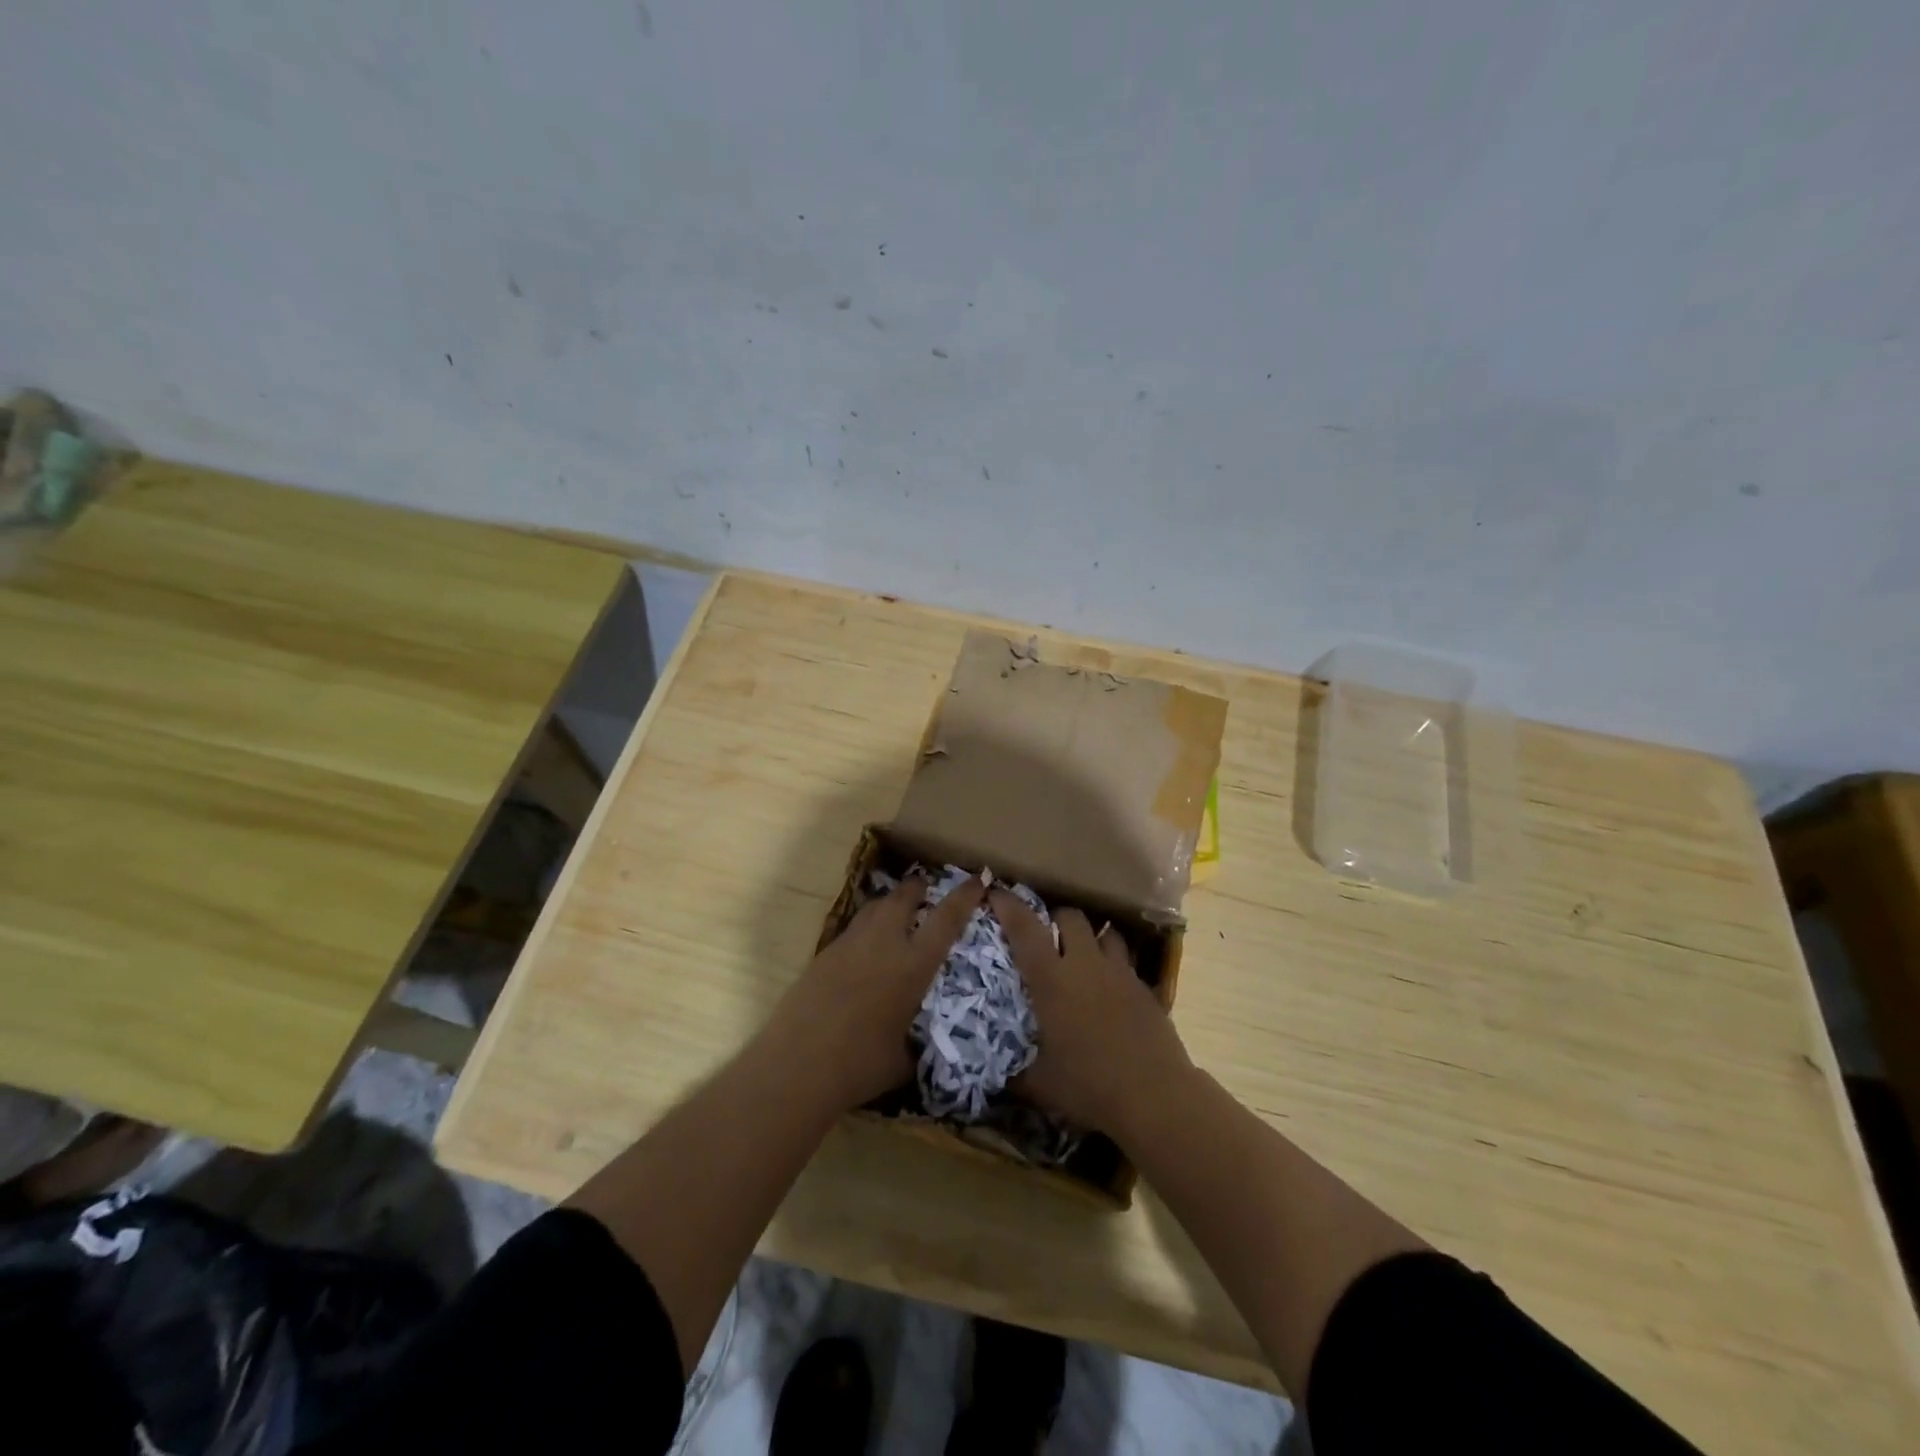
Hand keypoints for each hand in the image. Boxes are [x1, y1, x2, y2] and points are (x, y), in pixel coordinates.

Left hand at [773, 872, 986, 1110]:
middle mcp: (883, 944)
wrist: (797, 1064)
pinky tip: (866, 949)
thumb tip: (923, 1047)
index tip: (977, 879)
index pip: (946, 919)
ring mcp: (849, 945)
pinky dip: (867, 928)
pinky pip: (853, 929)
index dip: (964, 896)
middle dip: (917, 887)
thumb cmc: (859, 1065)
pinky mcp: (823, 954)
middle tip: (926, 888)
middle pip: (903, 897)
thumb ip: (918, 1044)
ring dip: (890, 903)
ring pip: (874, 907)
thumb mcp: (904, 1059)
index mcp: (912, 965)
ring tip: (897, 912)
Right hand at [991, 888, 1193, 1138]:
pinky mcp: (1144, 987)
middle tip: (1046, 935)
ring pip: (1105, 932)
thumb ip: (1016, 1076)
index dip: (1009, 906)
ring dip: (1091, 936)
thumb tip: (997, 1080)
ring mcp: (1120, 973)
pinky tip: (1110, 988)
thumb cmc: (1089, 1085)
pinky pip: (1126, 961)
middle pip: (1071, 917)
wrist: (1154, 1095)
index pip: (1025, 930)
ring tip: (1083, 953)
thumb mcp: (1041, 1085)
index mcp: (1052, 980)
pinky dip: (1114, 965)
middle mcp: (1085, 964)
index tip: (996, 891)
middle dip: (1056, 918)